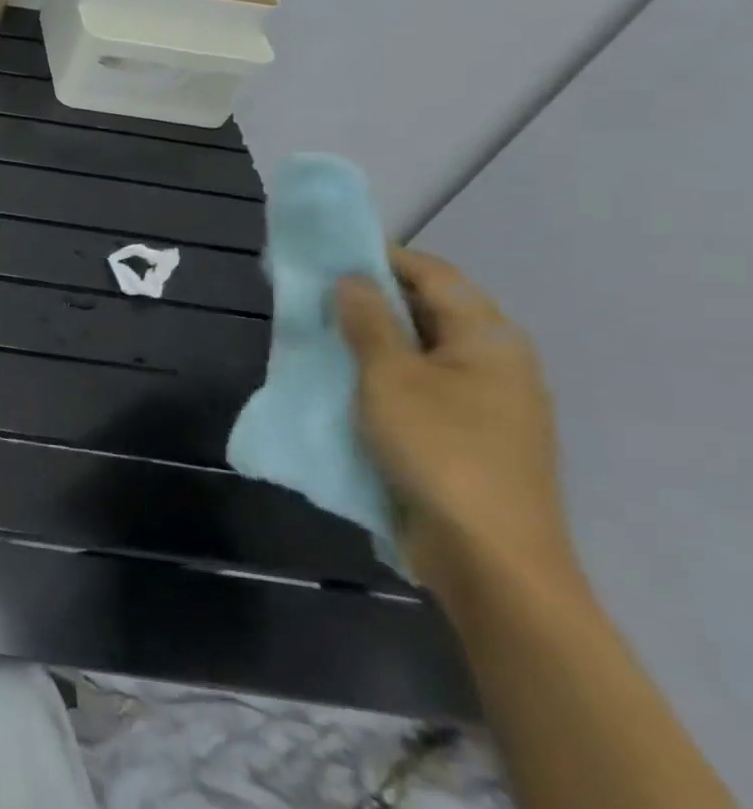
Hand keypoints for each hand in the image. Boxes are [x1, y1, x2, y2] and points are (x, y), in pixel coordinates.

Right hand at [336, 248, 577, 604]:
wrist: (486, 554)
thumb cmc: (438, 450)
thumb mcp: (390, 378)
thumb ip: (369, 323)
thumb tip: (351, 279)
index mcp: (488, 339)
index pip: (434, 275)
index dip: (382, 258)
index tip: (328, 254)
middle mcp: (494, 362)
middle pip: (430, 310)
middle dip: (371, 298)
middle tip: (313, 294)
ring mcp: (484, 402)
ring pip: (420, 350)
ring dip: (371, 337)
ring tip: (319, 333)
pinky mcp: (466, 434)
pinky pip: (418, 385)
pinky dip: (380, 373)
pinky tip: (344, 381)